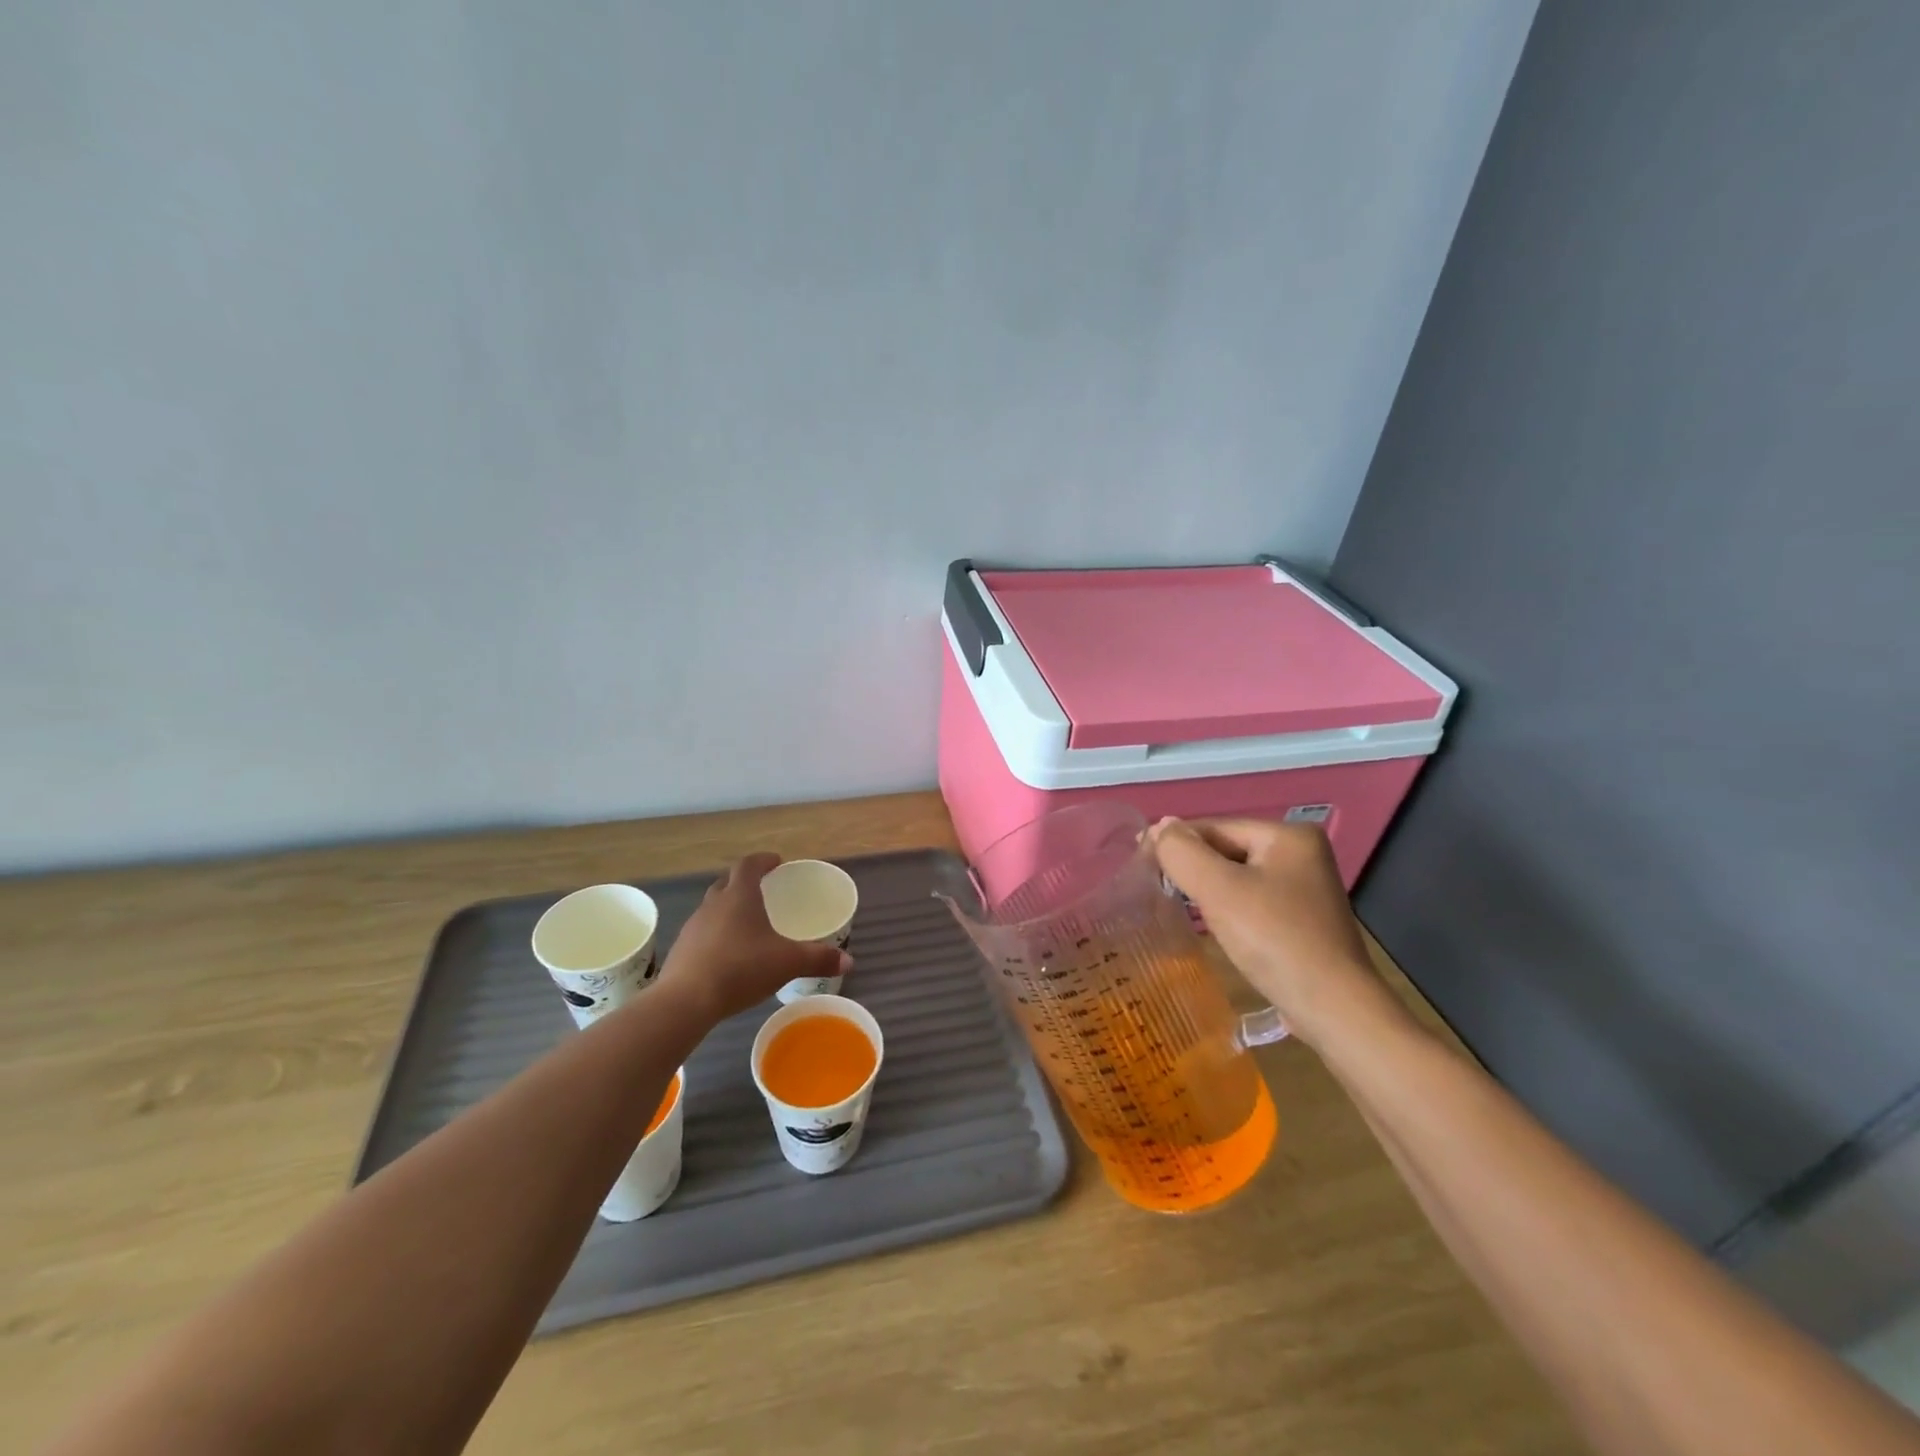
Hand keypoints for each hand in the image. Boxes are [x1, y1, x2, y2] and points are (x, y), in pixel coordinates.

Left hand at [654, 853, 852, 1024]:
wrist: (685, 1001)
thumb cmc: (741, 969)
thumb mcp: (787, 963)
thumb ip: (818, 959)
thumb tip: (848, 961)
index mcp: (739, 896)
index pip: (749, 865)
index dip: (763, 860)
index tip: (777, 862)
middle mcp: (714, 904)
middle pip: (728, 882)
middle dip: (745, 882)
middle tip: (763, 890)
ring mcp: (694, 926)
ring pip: (713, 907)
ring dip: (729, 908)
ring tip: (747, 924)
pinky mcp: (682, 949)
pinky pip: (703, 932)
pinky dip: (717, 934)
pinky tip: (728, 954)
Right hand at [1148, 817, 1395, 1047]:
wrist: (1333, 1010)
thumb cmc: (1274, 939)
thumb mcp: (1219, 889)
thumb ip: (1183, 852)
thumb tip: (1160, 826)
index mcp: (1288, 835)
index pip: (1216, 827)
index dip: (1177, 842)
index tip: (1140, 861)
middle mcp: (1302, 853)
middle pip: (1227, 850)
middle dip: (1194, 867)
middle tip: (1156, 887)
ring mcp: (1305, 888)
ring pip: (1237, 877)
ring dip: (1207, 889)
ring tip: (1178, 906)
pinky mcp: (1302, 919)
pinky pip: (1251, 901)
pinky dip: (1227, 908)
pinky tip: (1212, 926)